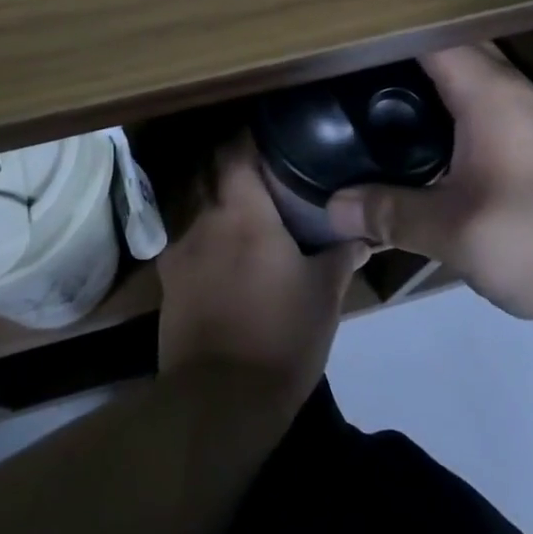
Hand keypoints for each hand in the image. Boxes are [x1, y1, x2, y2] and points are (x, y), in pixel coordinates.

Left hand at [157, 139, 366, 413]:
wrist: (220, 401)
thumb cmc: (281, 337)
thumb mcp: (324, 295)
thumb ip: (342, 255)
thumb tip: (365, 234)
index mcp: (243, 212)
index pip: (235, 151)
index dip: (249, 136)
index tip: (271, 133)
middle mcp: (203, 219)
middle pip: (207, 168)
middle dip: (230, 159)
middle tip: (261, 163)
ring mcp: (179, 249)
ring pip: (191, 199)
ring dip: (211, 191)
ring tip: (240, 197)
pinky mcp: (167, 279)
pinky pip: (181, 234)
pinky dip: (199, 226)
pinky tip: (218, 241)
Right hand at [325, 45, 532, 329]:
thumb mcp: (456, 233)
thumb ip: (390, 214)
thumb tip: (331, 208)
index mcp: (491, 94)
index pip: (433, 38)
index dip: (387, 34)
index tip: (343, 41)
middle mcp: (510, 91)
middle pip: (448, 52)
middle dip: (399, 56)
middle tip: (346, 72)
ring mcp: (527, 116)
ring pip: (466, 79)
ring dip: (424, 82)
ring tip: (372, 98)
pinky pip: (478, 105)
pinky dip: (445, 108)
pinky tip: (419, 139)